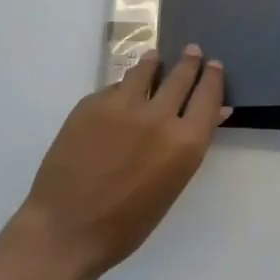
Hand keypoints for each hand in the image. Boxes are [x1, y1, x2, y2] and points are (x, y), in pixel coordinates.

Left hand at [15, 46, 229, 279]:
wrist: (65, 228)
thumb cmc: (126, 223)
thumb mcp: (170, 185)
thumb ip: (189, 144)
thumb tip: (211, 114)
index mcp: (185, 142)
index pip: (208, 96)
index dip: (212, 77)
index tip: (213, 65)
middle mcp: (159, 116)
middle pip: (180, 76)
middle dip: (189, 61)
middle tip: (192, 51)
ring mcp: (123, 105)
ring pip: (145, 70)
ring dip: (154, 63)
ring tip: (155, 59)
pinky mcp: (92, 103)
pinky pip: (115, 87)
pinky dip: (123, 87)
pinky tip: (121, 93)